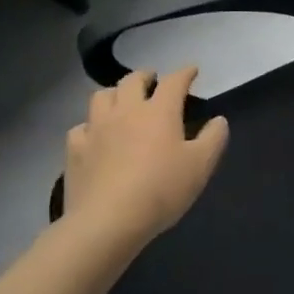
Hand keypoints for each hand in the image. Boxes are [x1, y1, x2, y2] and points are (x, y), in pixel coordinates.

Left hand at [63, 68, 228, 243]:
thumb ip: (214, 138)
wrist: (107, 222)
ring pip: (102, 96)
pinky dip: (90, 126)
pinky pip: (81, 127)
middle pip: (132, 80)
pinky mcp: (75, 150)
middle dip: (145, 76)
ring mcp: (97, 128)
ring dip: (115, 93)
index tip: (192, 70)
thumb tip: (218, 120)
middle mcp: (126, 110)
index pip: (174, 81)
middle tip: (153, 81)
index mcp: (159, 111)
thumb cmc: (161, 190)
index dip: (185, 72)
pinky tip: (95, 136)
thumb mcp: (201, 166)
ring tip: (122, 101)